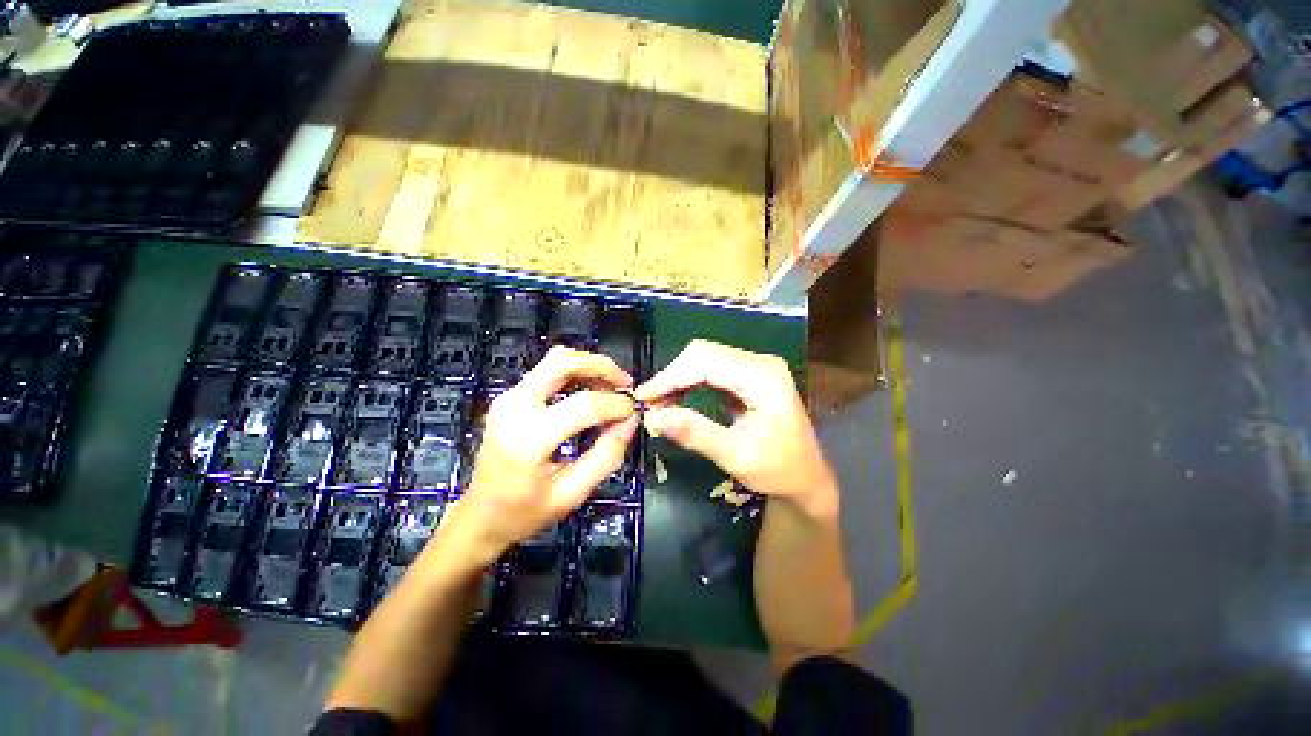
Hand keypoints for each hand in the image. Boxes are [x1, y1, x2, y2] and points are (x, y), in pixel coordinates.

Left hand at [437, 346, 638, 568]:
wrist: (478, 516)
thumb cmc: (524, 512)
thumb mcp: (572, 494)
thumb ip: (606, 455)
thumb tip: (631, 420)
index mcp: (528, 438)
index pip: (583, 405)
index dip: (615, 405)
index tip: (634, 412)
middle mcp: (515, 407)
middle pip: (562, 362)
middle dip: (601, 366)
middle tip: (625, 383)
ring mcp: (509, 397)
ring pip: (555, 360)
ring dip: (589, 366)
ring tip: (613, 386)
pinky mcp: (510, 396)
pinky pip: (548, 371)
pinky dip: (576, 373)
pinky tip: (592, 389)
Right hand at [635, 340, 836, 518]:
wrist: (807, 478)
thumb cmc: (779, 471)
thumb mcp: (737, 457)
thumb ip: (696, 434)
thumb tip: (654, 418)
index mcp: (763, 377)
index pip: (706, 362)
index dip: (670, 376)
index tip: (643, 397)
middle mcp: (760, 363)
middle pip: (704, 353)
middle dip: (672, 376)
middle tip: (649, 403)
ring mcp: (756, 367)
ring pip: (705, 358)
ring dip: (679, 378)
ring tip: (658, 403)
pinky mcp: (750, 375)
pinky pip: (712, 369)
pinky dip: (690, 382)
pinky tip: (677, 398)